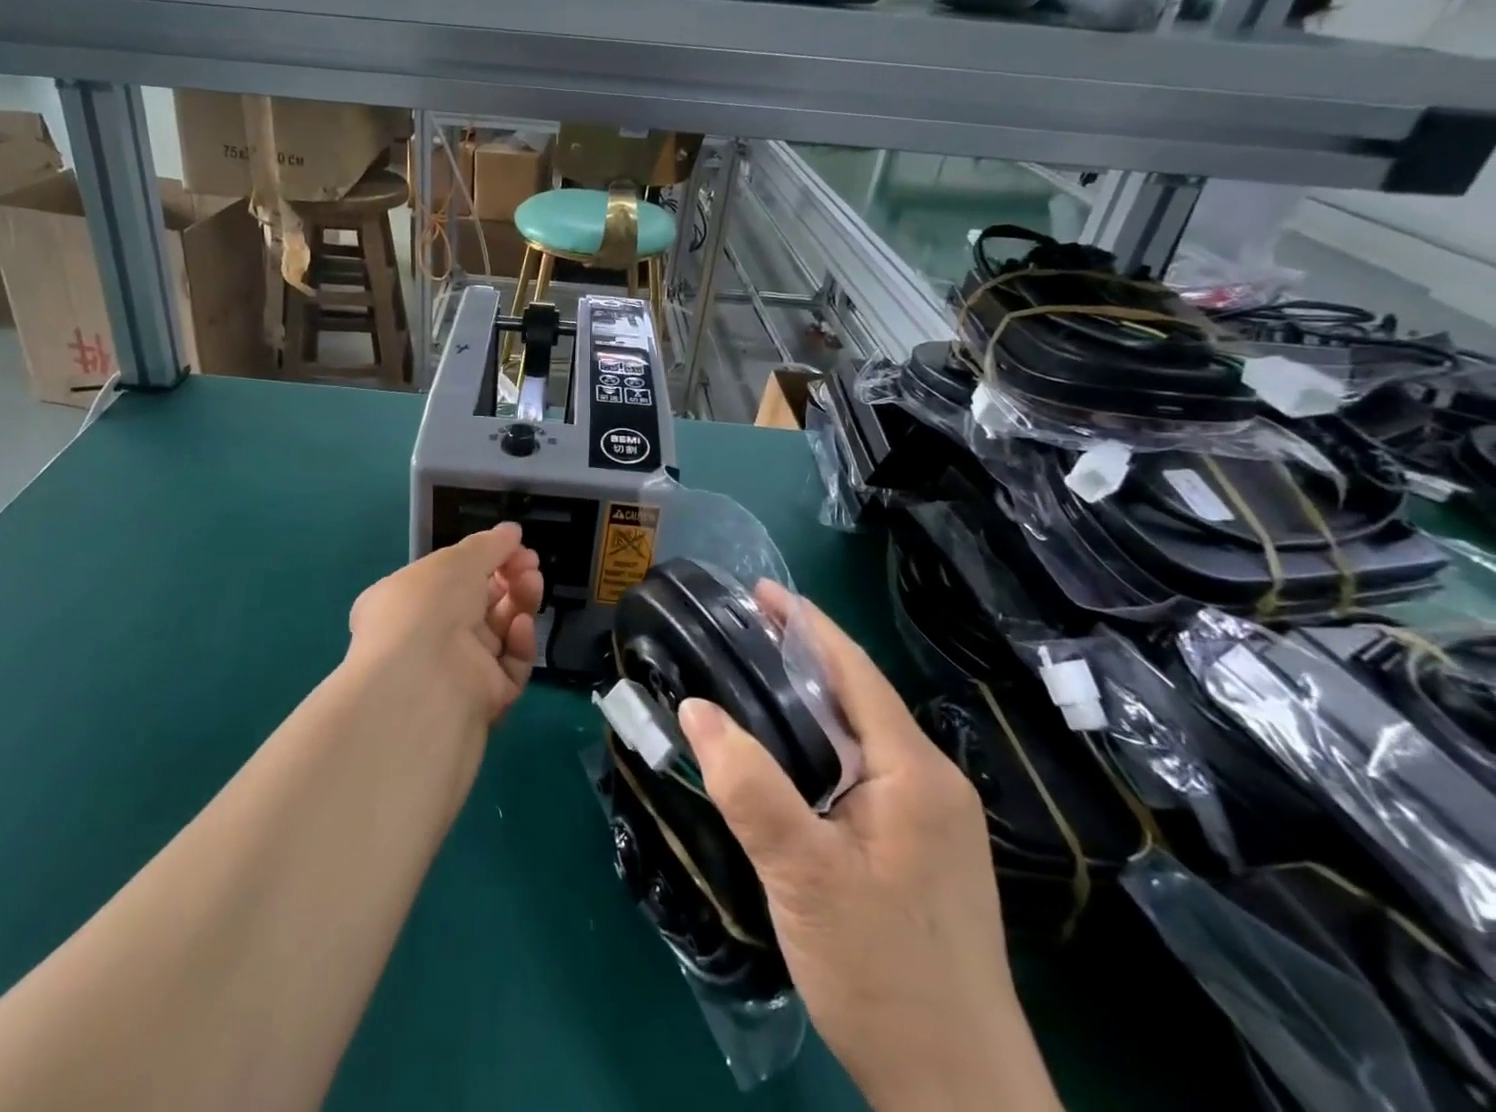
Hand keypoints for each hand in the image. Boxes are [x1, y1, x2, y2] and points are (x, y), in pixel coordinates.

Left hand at [347, 523, 543, 724]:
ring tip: (533, 583)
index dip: (484, 559)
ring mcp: (455, 670)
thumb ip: (489, 544)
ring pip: (499, 633)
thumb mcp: (456, 560)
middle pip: (479, 604)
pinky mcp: (483, 700)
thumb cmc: (427, 607)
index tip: (515, 546)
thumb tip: (512, 532)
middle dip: (509, 579)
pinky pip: (509, 666)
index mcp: (406, 602)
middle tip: (530, 565)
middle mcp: (426, 638)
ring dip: (519, 604)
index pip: (450, 578)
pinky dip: (519, 643)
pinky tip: (522, 625)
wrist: (423, 683)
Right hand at [676, 583, 1060, 1111]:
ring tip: (754, 680)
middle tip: (742, 633)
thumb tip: (695, 707)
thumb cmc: (882, 972)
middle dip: (803, 656)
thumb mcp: (802, 875)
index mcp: (914, 771)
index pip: (855, 671)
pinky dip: (822, 743)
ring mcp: (933, 820)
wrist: (959, 1096)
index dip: (806, 625)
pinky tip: (790, 756)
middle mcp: (933, 783)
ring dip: (811, 701)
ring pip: (863, 737)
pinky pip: (865, 771)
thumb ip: (749, 786)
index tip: (759, 592)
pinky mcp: (922, 851)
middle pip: (861, 697)